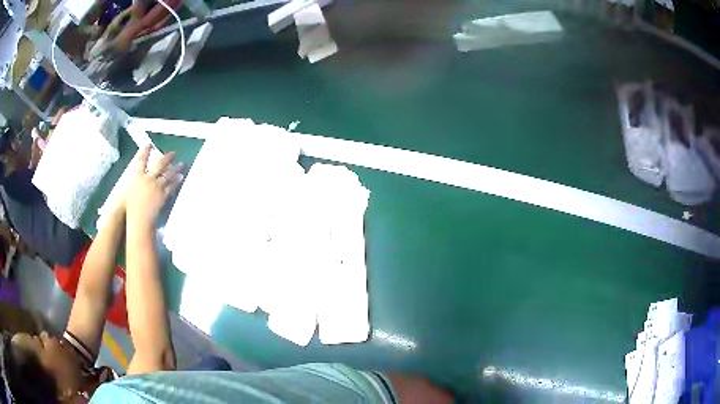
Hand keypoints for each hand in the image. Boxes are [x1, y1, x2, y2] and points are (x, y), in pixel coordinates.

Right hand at [126, 145, 182, 229]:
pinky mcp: (162, 195)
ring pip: (167, 174)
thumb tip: (138, 178)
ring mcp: (156, 186)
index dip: (145, 152)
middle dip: (166, 158)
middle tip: (172, 153)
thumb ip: (135, 183)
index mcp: (137, 177)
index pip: (141, 160)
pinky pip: (171, 186)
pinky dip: (176, 180)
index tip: (148, 145)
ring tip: (182, 164)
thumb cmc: (130, 209)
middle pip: (158, 164)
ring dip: (175, 168)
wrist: (138, 219)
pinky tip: (181, 177)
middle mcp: (147, 179)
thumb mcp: (129, 192)